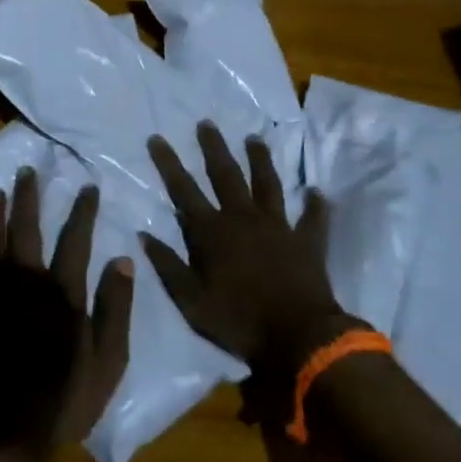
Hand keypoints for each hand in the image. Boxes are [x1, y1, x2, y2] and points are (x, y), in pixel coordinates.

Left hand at [0, 168, 134, 453]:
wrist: (1, 432)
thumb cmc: (62, 401)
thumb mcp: (108, 363)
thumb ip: (116, 309)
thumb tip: (124, 260)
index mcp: (63, 293)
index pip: (76, 239)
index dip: (83, 210)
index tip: (87, 186)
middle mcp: (26, 282)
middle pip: (27, 229)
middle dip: (30, 198)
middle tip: (27, 170)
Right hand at [142, 122, 358, 378]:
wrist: (298, 338)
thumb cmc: (239, 321)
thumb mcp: (190, 301)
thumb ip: (168, 266)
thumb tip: (143, 235)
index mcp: (213, 232)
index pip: (184, 191)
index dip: (168, 164)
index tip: (157, 138)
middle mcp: (244, 219)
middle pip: (226, 175)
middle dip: (214, 148)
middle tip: (207, 123)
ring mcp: (278, 226)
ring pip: (267, 184)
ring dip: (260, 160)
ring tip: (254, 138)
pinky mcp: (307, 241)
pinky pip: (313, 217)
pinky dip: (315, 204)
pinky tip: (317, 190)